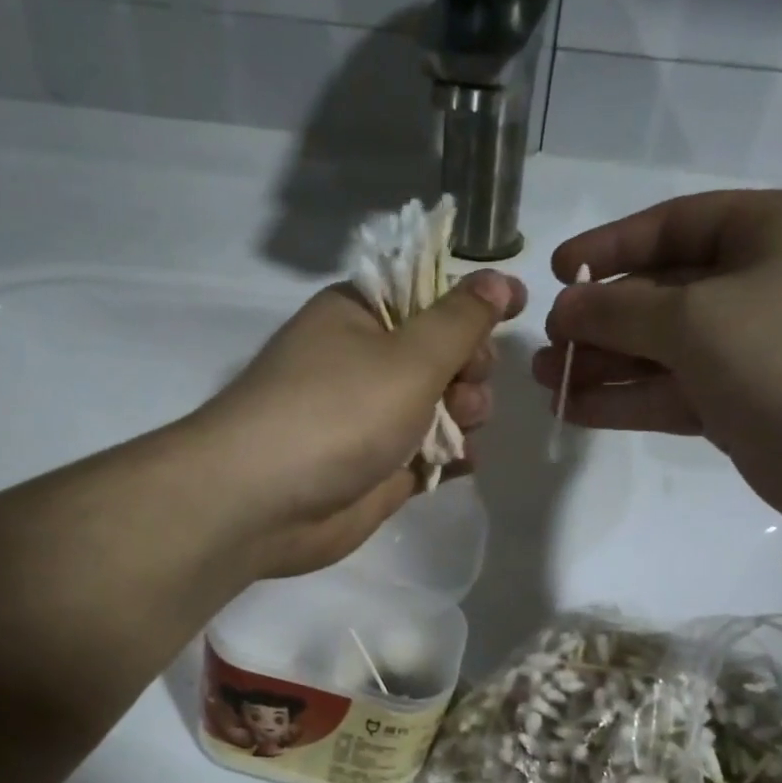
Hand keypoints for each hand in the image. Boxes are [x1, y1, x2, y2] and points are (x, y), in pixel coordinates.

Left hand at [188, 267, 524, 577]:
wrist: (264, 503)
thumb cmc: (337, 412)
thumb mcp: (409, 356)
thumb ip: (462, 321)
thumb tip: (500, 279)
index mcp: (361, 315)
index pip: (430, 294)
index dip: (472, 304)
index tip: (517, 310)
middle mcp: (365, 362)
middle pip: (443, 353)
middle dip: (469, 369)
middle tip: (466, 388)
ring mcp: (371, 419)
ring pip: (442, 406)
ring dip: (464, 414)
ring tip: (459, 429)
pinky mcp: (378, 468)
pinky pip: (429, 453)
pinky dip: (450, 456)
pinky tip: (460, 462)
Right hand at [535, 190, 781, 540]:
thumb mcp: (699, 319)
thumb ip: (621, 309)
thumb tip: (564, 306)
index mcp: (768, 232)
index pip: (672, 225)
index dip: (609, 247)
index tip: (555, 273)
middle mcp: (760, 282)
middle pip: (661, 291)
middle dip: (599, 318)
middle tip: (546, 346)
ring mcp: (752, 348)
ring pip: (662, 348)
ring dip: (604, 363)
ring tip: (547, 382)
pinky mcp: (742, 404)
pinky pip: (673, 391)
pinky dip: (628, 399)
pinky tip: (576, 410)